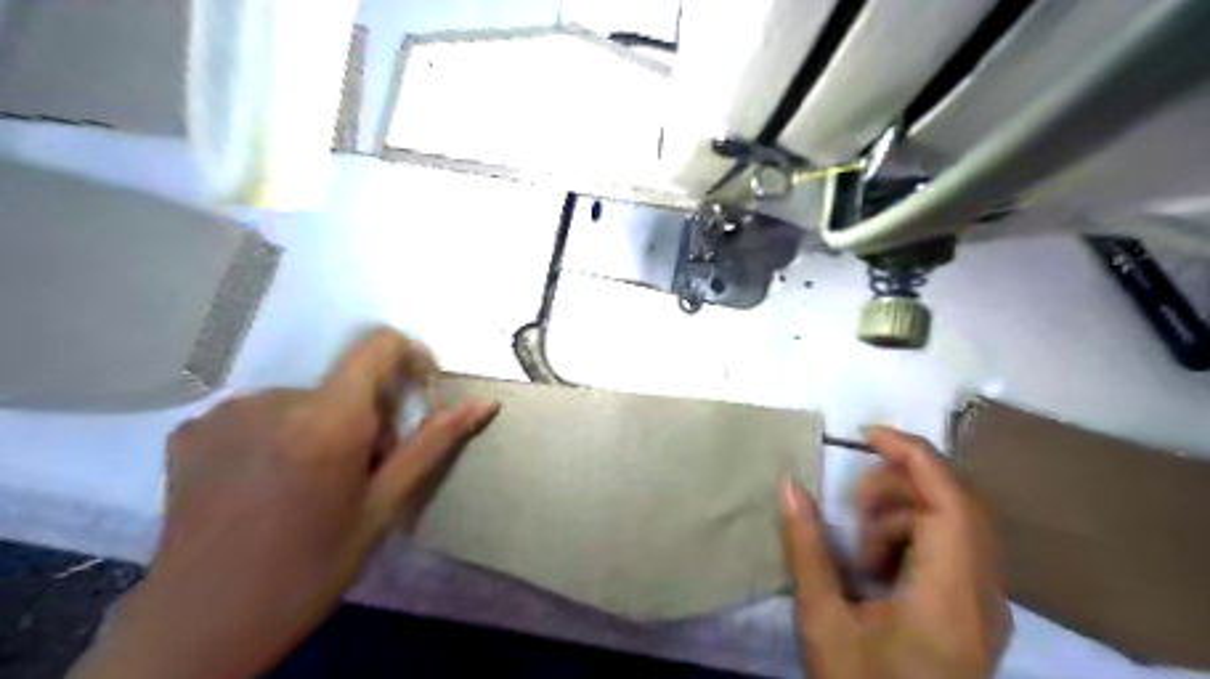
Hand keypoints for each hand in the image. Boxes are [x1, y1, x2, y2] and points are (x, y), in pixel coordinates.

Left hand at [71, 330, 499, 678]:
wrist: (201, 625)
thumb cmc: (311, 568)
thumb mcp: (384, 506)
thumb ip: (433, 444)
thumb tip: (484, 404)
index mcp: (329, 419)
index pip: (379, 346)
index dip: (409, 358)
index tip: (417, 394)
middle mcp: (274, 399)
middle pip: (344, 383)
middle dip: (366, 417)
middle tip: (359, 473)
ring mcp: (226, 412)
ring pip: (304, 400)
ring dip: (321, 428)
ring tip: (310, 485)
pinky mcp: (192, 429)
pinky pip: (259, 413)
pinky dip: (277, 435)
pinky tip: (265, 484)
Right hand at [774, 429, 1014, 677]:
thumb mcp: (823, 622)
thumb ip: (806, 548)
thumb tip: (789, 485)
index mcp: (950, 600)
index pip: (950, 503)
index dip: (914, 456)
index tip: (867, 435)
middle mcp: (985, 596)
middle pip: (958, 505)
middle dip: (900, 487)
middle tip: (852, 509)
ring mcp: (987, 606)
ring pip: (956, 524)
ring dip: (903, 515)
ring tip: (861, 552)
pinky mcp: (978, 612)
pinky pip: (953, 547)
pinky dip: (913, 538)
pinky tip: (879, 568)